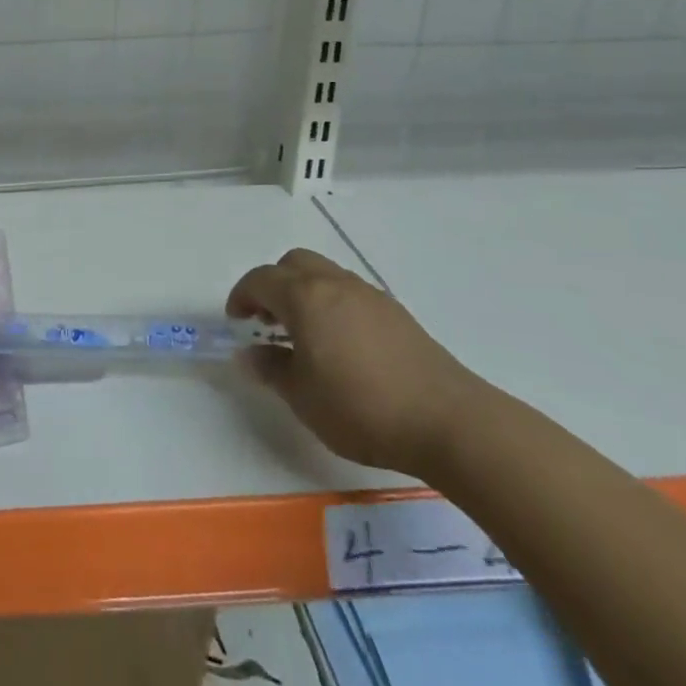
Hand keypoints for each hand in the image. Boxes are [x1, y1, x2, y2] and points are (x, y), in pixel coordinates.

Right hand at [227, 249, 486, 477]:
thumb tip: (250, 353)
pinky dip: (332, 305)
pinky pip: (350, 293)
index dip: (242, 297)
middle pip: (293, 263)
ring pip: (325, 274)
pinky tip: (341, 345)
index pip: (260, 280)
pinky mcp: (396, 313)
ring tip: (304, 334)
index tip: (237, 322)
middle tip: (267, 321)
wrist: (449, 422)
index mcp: (305, 297)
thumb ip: (270, 369)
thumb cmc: (362, 408)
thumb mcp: (302, 397)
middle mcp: (335, 284)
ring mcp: (369, 295)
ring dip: (304, 292)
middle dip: (273, 285)